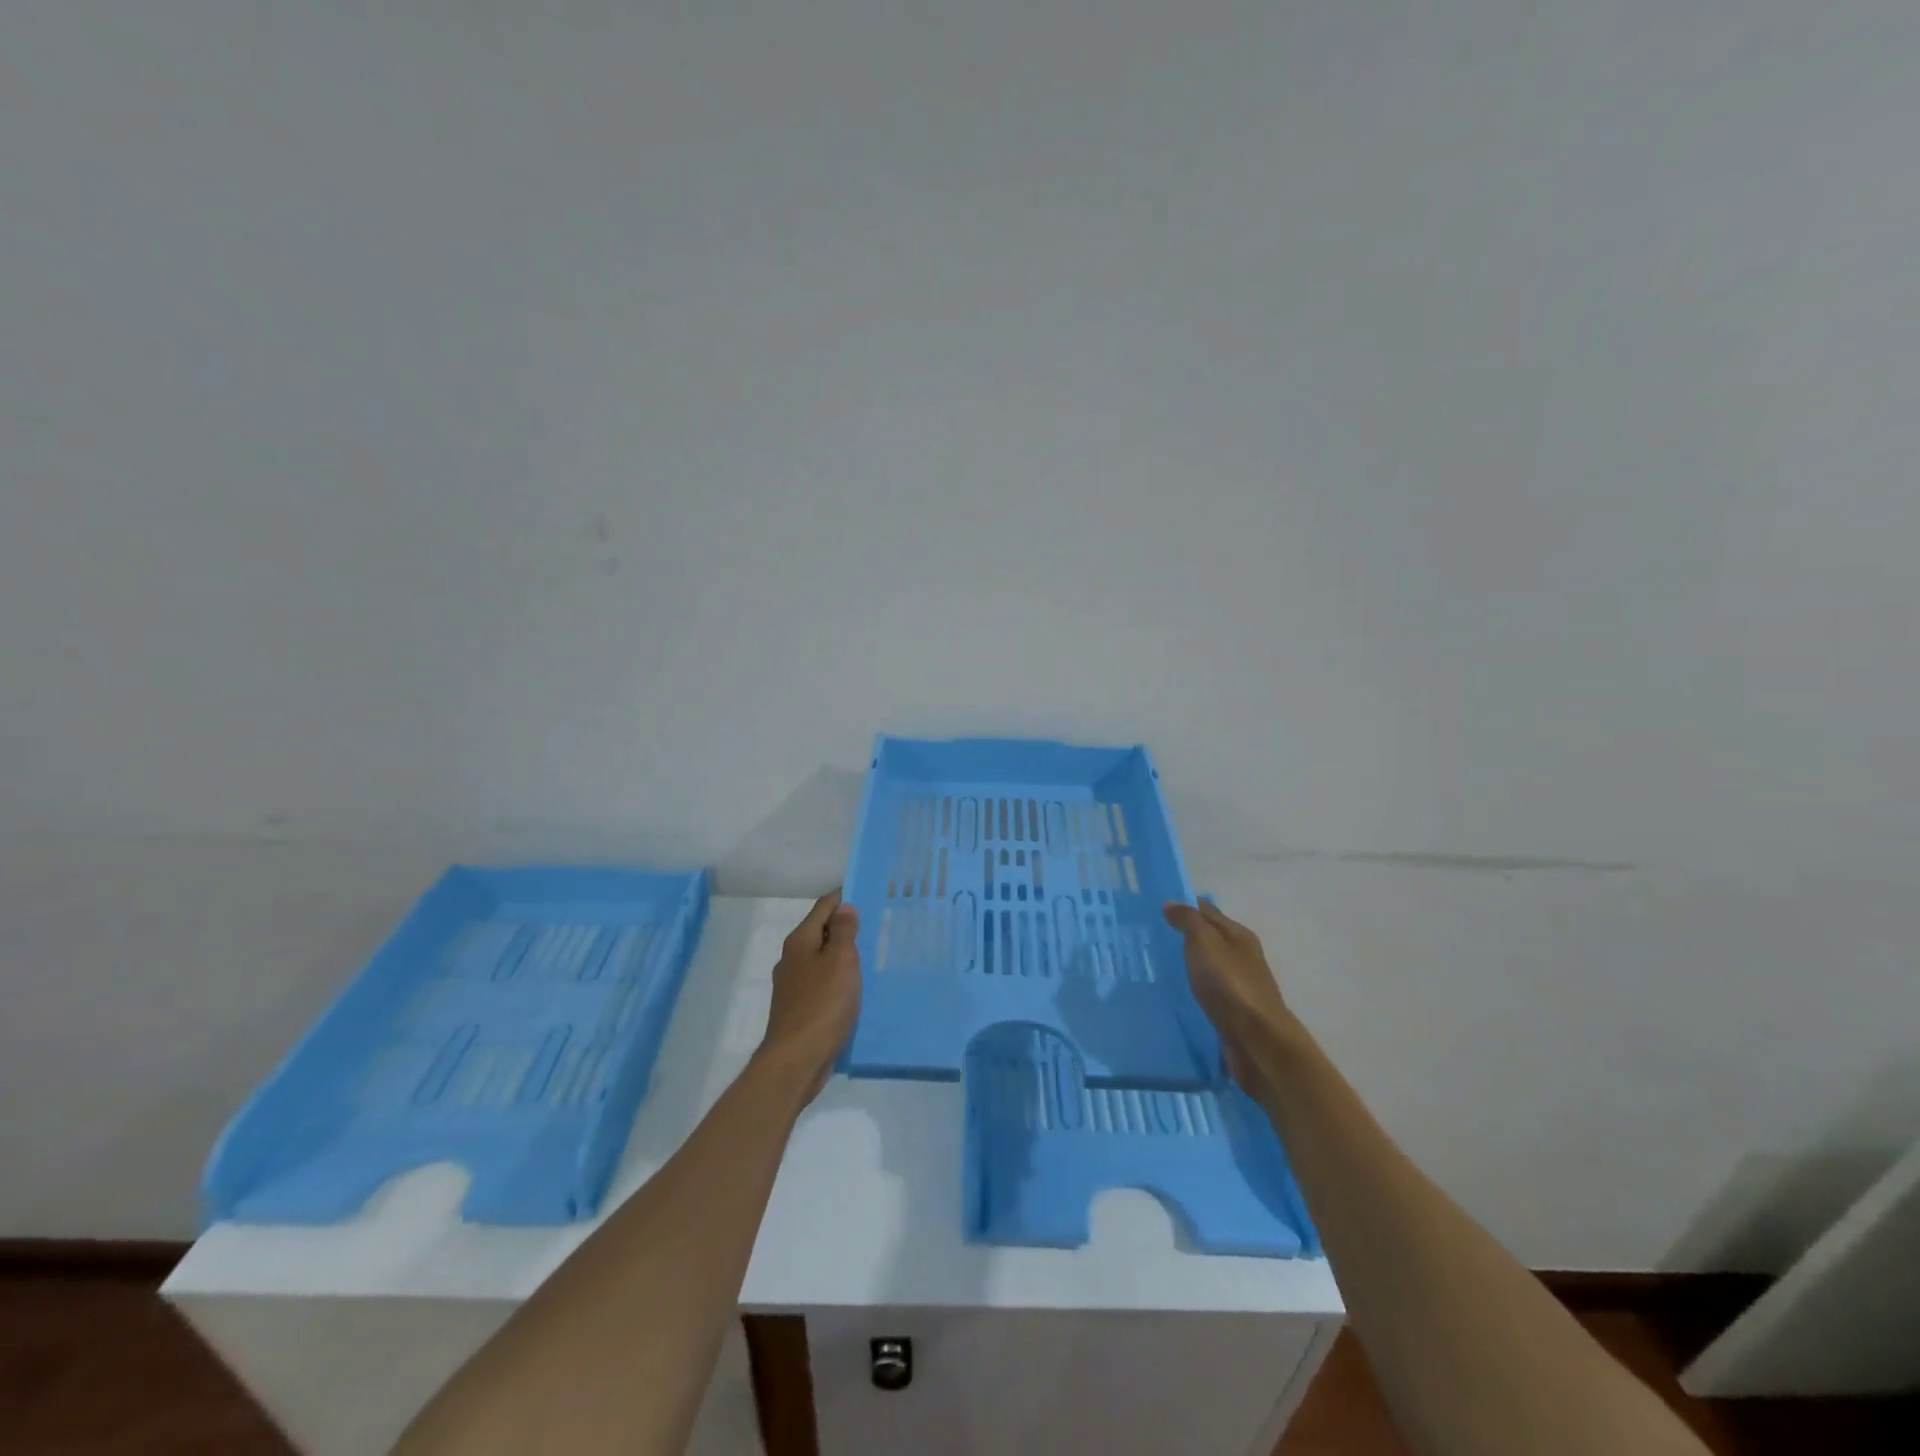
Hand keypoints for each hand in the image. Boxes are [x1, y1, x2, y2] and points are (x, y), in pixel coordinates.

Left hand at [758, 891, 861, 1101]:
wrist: (796, 1061)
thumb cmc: (822, 1005)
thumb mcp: (841, 961)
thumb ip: (844, 931)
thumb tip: (844, 907)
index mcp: (800, 941)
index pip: (823, 907)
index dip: (845, 898)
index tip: (870, 895)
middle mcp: (792, 959)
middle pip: (821, 932)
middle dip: (845, 928)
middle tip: (876, 927)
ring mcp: (793, 986)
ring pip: (822, 960)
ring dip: (842, 956)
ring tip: (870, 957)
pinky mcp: (799, 1010)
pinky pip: (822, 985)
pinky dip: (838, 981)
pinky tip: (854, 990)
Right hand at [1163, 899, 1296, 1092]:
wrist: (1257, 1040)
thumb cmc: (1230, 984)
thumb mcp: (1205, 942)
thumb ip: (1188, 920)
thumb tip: (1171, 902)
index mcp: (1238, 935)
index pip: (1207, 910)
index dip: (1183, 905)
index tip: (1155, 907)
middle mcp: (1241, 956)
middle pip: (1208, 938)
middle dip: (1182, 935)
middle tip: (1147, 936)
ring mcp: (1238, 985)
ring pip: (1206, 965)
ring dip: (1186, 962)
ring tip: (1154, 964)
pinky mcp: (1232, 1011)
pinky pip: (1206, 990)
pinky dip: (1191, 986)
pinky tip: (1172, 991)